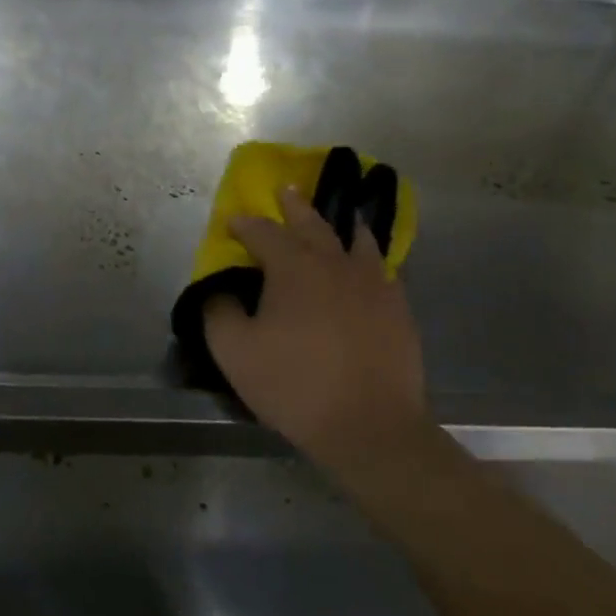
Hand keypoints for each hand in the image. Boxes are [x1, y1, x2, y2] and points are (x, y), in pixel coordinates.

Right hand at [204, 185, 428, 471]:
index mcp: (293, 268)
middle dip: (294, 206)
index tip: (232, 221)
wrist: (369, 426)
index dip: (245, 224)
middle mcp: (334, 264)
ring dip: (341, 223)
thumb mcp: (234, 352)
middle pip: (312, 224)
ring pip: (356, 239)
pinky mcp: (397, 308)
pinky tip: (370, 263)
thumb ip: (217, 312)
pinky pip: (383, 268)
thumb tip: (217, 289)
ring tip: (340, 215)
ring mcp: (372, 284)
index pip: (263, 233)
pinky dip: (371, 256)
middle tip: (286, 189)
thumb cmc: (295, 386)